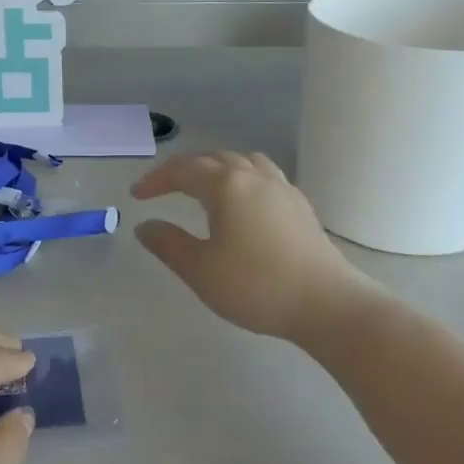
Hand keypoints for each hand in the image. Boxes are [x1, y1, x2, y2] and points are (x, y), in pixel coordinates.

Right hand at [132, 150, 381, 342]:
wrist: (327, 303)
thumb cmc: (257, 286)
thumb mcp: (201, 271)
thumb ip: (168, 244)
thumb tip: (145, 225)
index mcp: (226, 186)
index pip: (182, 171)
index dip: (156, 180)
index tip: (136, 195)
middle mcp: (253, 176)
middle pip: (212, 159)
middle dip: (182, 170)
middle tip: (162, 188)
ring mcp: (281, 188)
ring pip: (241, 162)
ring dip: (215, 168)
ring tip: (203, 185)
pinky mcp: (300, 204)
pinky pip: (263, 174)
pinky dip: (241, 177)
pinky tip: (243, 201)